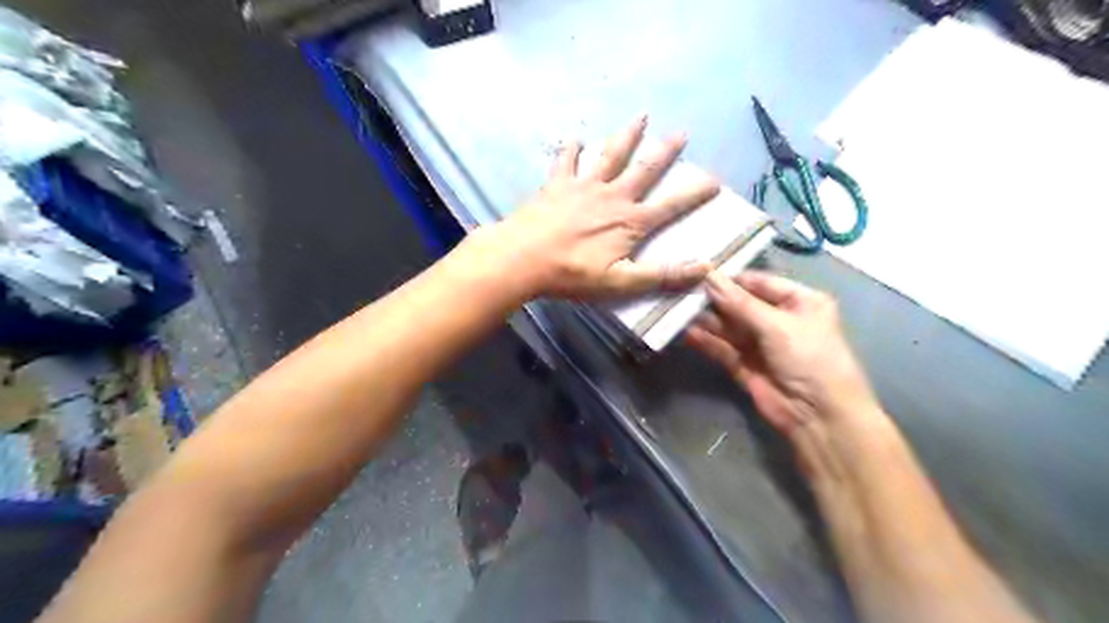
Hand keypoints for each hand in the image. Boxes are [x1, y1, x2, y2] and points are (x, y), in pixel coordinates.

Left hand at [471, 118, 723, 302]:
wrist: (523, 258)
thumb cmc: (572, 274)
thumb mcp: (621, 282)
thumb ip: (662, 275)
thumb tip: (705, 267)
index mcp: (629, 222)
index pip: (670, 206)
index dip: (694, 195)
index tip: (715, 180)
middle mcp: (612, 197)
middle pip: (644, 170)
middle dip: (665, 152)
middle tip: (681, 133)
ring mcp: (584, 186)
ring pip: (611, 156)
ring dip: (627, 136)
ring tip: (641, 116)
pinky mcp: (558, 185)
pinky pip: (567, 161)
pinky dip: (572, 149)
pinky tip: (576, 138)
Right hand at [685, 270, 883, 435]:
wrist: (818, 417)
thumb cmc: (810, 359)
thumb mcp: (777, 325)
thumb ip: (739, 303)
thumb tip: (709, 277)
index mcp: (799, 302)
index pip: (759, 282)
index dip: (731, 279)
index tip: (699, 273)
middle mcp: (779, 320)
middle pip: (740, 304)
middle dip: (714, 300)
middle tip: (682, 291)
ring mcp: (760, 344)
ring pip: (728, 327)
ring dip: (706, 320)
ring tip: (678, 310)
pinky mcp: (745, 366)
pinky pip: (723, 348)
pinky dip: (707, 342)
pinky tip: (687, 333)